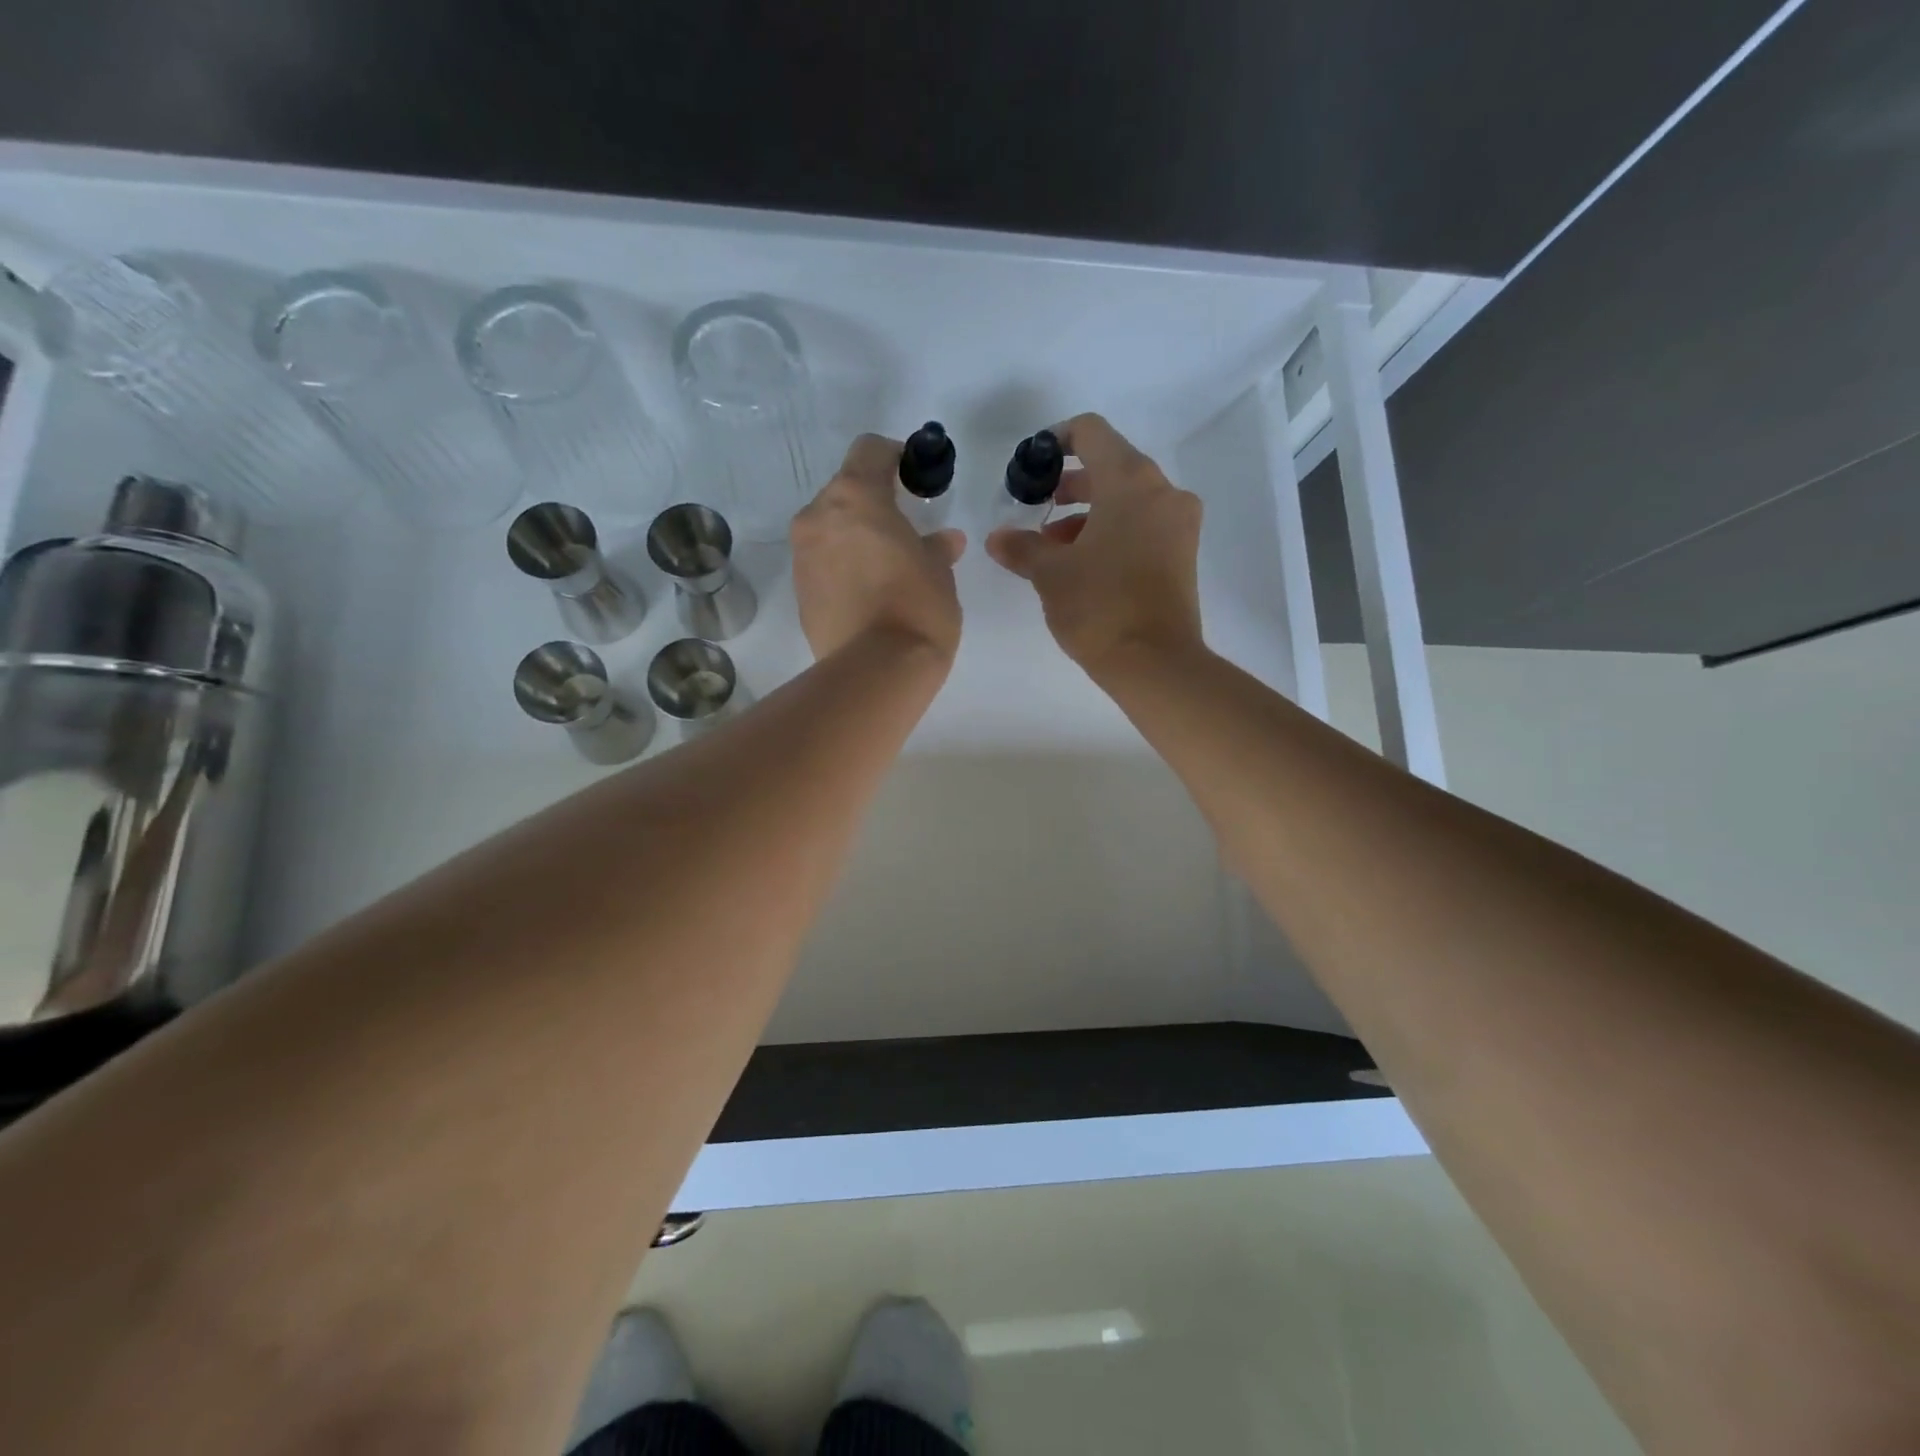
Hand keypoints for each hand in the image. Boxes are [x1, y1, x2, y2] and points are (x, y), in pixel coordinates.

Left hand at [792, 434, 965, 660]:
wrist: (876, 670)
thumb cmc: (916, 606)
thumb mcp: (938, 571)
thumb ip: (935, 546)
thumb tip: (943, 541)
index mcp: (854, 496)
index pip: (869, 450)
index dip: (893, 456)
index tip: (913, 478)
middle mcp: (818, 517)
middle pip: (844, 491)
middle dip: (872, 504)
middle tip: (902, 531)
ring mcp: (802, 556)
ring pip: (829, 529)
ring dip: (854, 537)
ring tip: (885, 568)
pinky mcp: (799, 592)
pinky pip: (822, 563)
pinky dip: (842, 567)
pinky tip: (868, 594)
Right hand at [986, 413, 1203, 673]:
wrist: (1155, 663)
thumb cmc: (1099, 606)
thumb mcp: (1050, 573)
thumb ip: (1021, 547)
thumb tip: (997, 538)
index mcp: (1131, 481)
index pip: (1091, 432)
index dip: (1056, 439)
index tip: (1033, 463)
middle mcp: (1162, 491)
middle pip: (1111, 466)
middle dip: (1070, 485)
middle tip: (1039, 509)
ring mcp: (1179, 523)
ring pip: (1127, 500)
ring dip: (1089, 513)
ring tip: (1054, 547)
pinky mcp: (1183, 553)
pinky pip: (1143, 524)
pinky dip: (1113, 531)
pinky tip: (1084, 564)